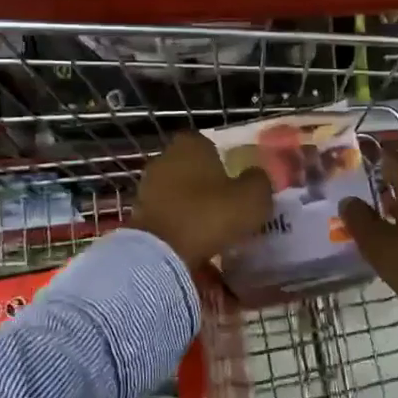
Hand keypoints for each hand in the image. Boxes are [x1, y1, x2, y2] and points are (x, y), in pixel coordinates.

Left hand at [131, 131, 274, 266]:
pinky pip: (168, 216)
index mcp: (191, 145)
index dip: (225, 162)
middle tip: (228, 207)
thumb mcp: (253, 198)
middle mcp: (165, 158)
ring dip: (193, 207)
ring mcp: (148, 186)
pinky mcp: (138, 214)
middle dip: (208, 185)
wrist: (161, 253)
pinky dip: (179, 226)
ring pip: (179, 194)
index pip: (210, 145)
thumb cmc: (209, 214)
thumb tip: (256, 177)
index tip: (237, 183)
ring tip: (213, 230)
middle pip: (193, 169)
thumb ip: (259, 181)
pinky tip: (195, 244)